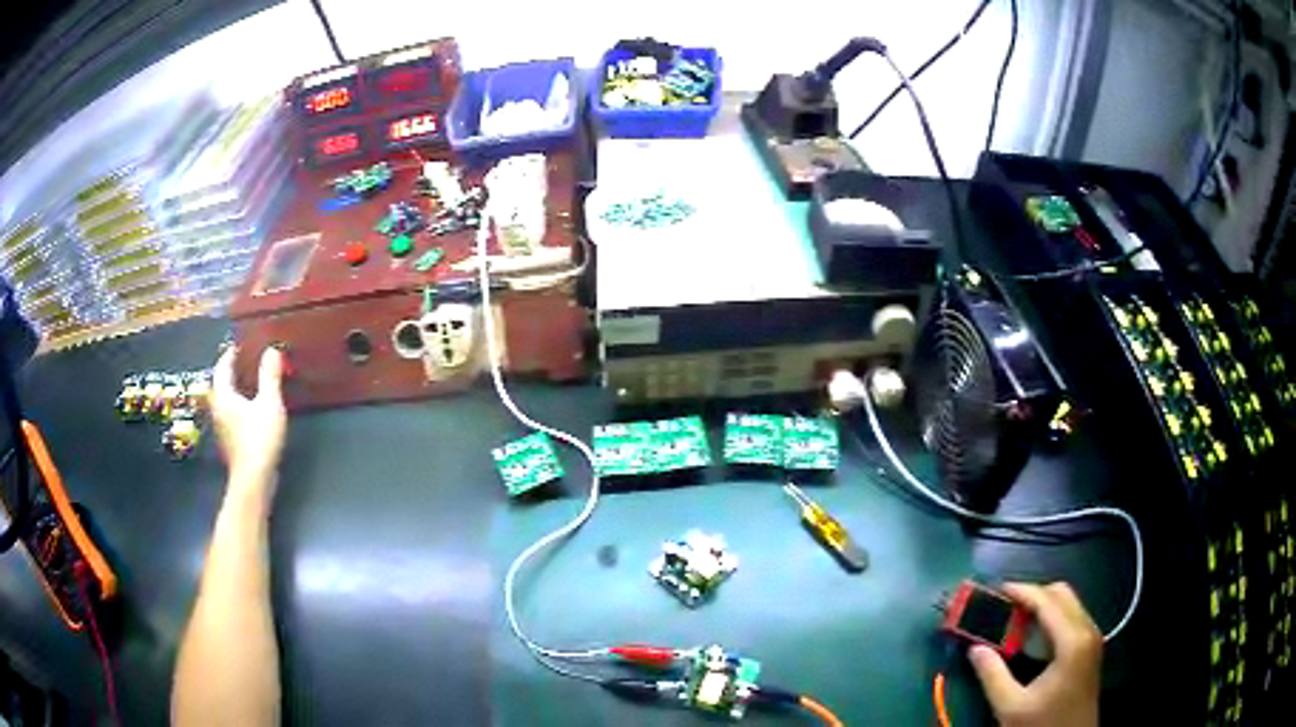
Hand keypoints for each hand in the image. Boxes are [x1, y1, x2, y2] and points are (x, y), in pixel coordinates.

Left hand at [212, 346, 286, 496]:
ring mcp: (223, 427)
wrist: (253, 481)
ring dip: (237, 388)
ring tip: (253, 381)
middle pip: (222, 383)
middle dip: (234, 370)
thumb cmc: (259, 438)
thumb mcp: (269, 403)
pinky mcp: (230, 441)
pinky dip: (241, 404)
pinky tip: (254, 408)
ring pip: (227, 399)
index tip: (241, 344)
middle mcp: (218, 408)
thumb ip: (269, 376)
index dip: (230, 353)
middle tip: (249, 360)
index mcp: (223, 395)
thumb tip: (271, 350)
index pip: (222, 366)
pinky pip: (232, 413)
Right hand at [969, 583, 1101, 726]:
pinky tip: (1032, 634)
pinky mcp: (1090, 648)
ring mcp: (1092, 638)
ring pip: (1069, 604)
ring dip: (1042, 605)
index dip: (1021, 591)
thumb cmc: (1043, 724)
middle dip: (1032, 594)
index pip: (1047, 601)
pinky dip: (1051, 616)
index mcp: (1072, 640)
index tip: (996, 590)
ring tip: (1013, 617)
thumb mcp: (1011, 707)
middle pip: (1062, 594)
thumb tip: (974, 649)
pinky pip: (1072, 617)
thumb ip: (992, 676)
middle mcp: (1087, 630)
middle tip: (1003, 606)